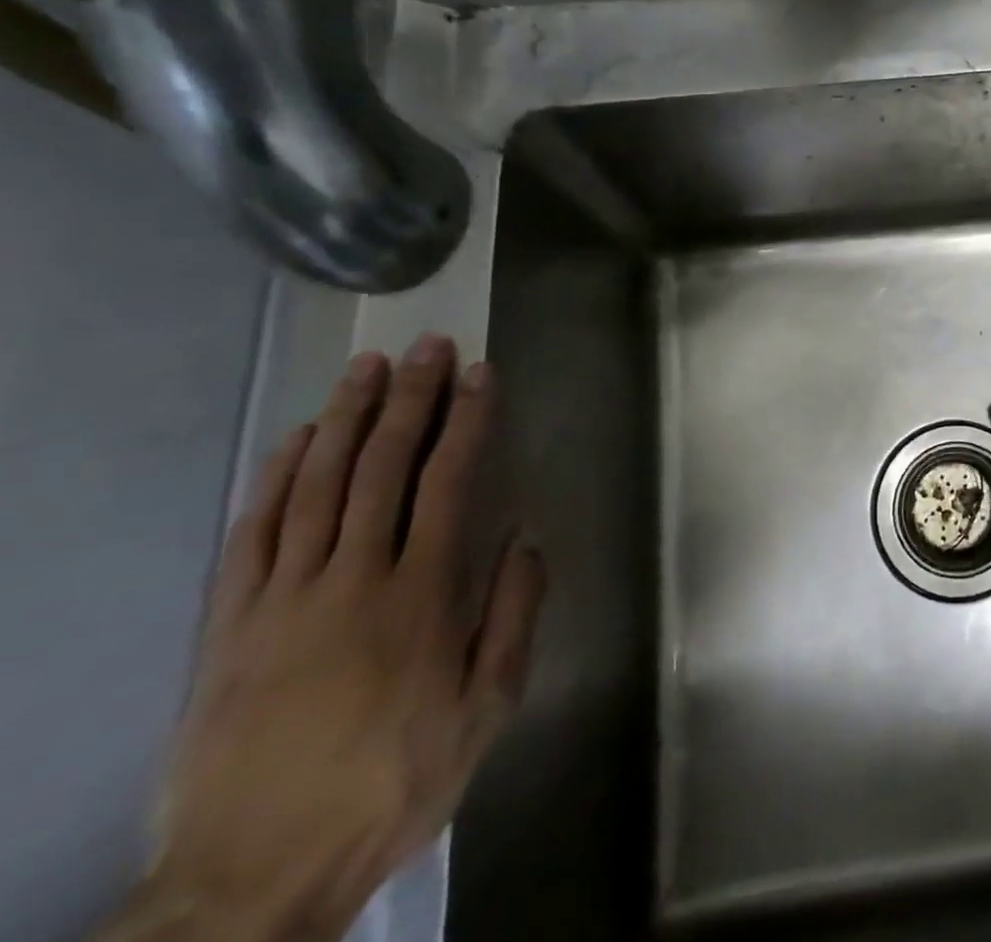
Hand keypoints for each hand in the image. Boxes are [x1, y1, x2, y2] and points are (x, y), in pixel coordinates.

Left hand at [138, 335, 545, 941]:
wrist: (252, 879)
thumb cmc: (393, 782)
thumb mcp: (486, 709)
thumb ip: (512, 616)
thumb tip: (524, 539)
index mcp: (421, 596)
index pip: (448, 481)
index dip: (466, 421)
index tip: (480, 374)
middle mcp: (353, 578)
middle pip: (383, 467)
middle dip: (411, 399)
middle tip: (428, 347)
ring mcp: (283, 598)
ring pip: (318, 485)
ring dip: (347, 418)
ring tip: (369, 368)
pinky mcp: (231, 625)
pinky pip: (253, 533)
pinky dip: (277, 477)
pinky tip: (297, 438)